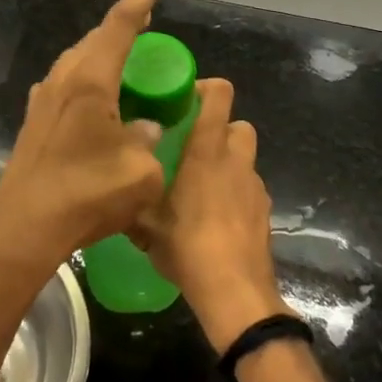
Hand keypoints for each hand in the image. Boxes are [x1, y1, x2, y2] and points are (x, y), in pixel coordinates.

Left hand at [0, 0, 174, 290]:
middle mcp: (64, 78)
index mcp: (91, 78)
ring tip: (130, 62)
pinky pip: (70, 83)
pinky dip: (92, 79)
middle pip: (98, 37)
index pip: (121, 23)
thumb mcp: (140, 172)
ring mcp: (45, 97)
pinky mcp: (36, 119)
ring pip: (81, 59)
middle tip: (151, 24)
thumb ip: (149, 141)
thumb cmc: (86, 194)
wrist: (24, 226)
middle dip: (126, 26)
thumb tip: (144, 128)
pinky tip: (101, 102)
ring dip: (106, 54)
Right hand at [136, 79, 288, 352]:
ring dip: (228, 161)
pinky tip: (216, 217)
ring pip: (245, 158)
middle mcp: (236, 160)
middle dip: (220, 127)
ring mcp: (255, 187)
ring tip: (201, 185)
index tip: (183, 99)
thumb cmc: (188, 247)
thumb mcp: (145, 225)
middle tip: (192, 145)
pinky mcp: (265, 212)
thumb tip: (116, 185)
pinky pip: (249, 188)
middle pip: (238, 124)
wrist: (235, 294)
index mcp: (207, 151)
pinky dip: (236, 191)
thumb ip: (132, 198)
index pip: (220, 95)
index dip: (205, 88)